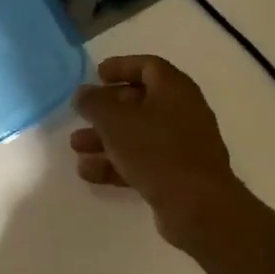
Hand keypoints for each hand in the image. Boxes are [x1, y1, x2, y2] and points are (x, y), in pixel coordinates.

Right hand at [71, 55, 254, 244]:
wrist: (198, 207)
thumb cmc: (156, 151)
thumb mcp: (115, 121)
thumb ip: (94, 102)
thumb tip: (83, 93)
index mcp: (174, 90)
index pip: (148, 66)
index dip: (120, 66)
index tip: (96, 74)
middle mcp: (182, 112)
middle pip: (139, 102)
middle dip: (105, 109)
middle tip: (80, 114)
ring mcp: (181, 146)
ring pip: (137, 134)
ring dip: (105, 138)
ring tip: (76, 147)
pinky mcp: (177, 175)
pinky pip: (142, 161)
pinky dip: (116, 163)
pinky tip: (89, 172)